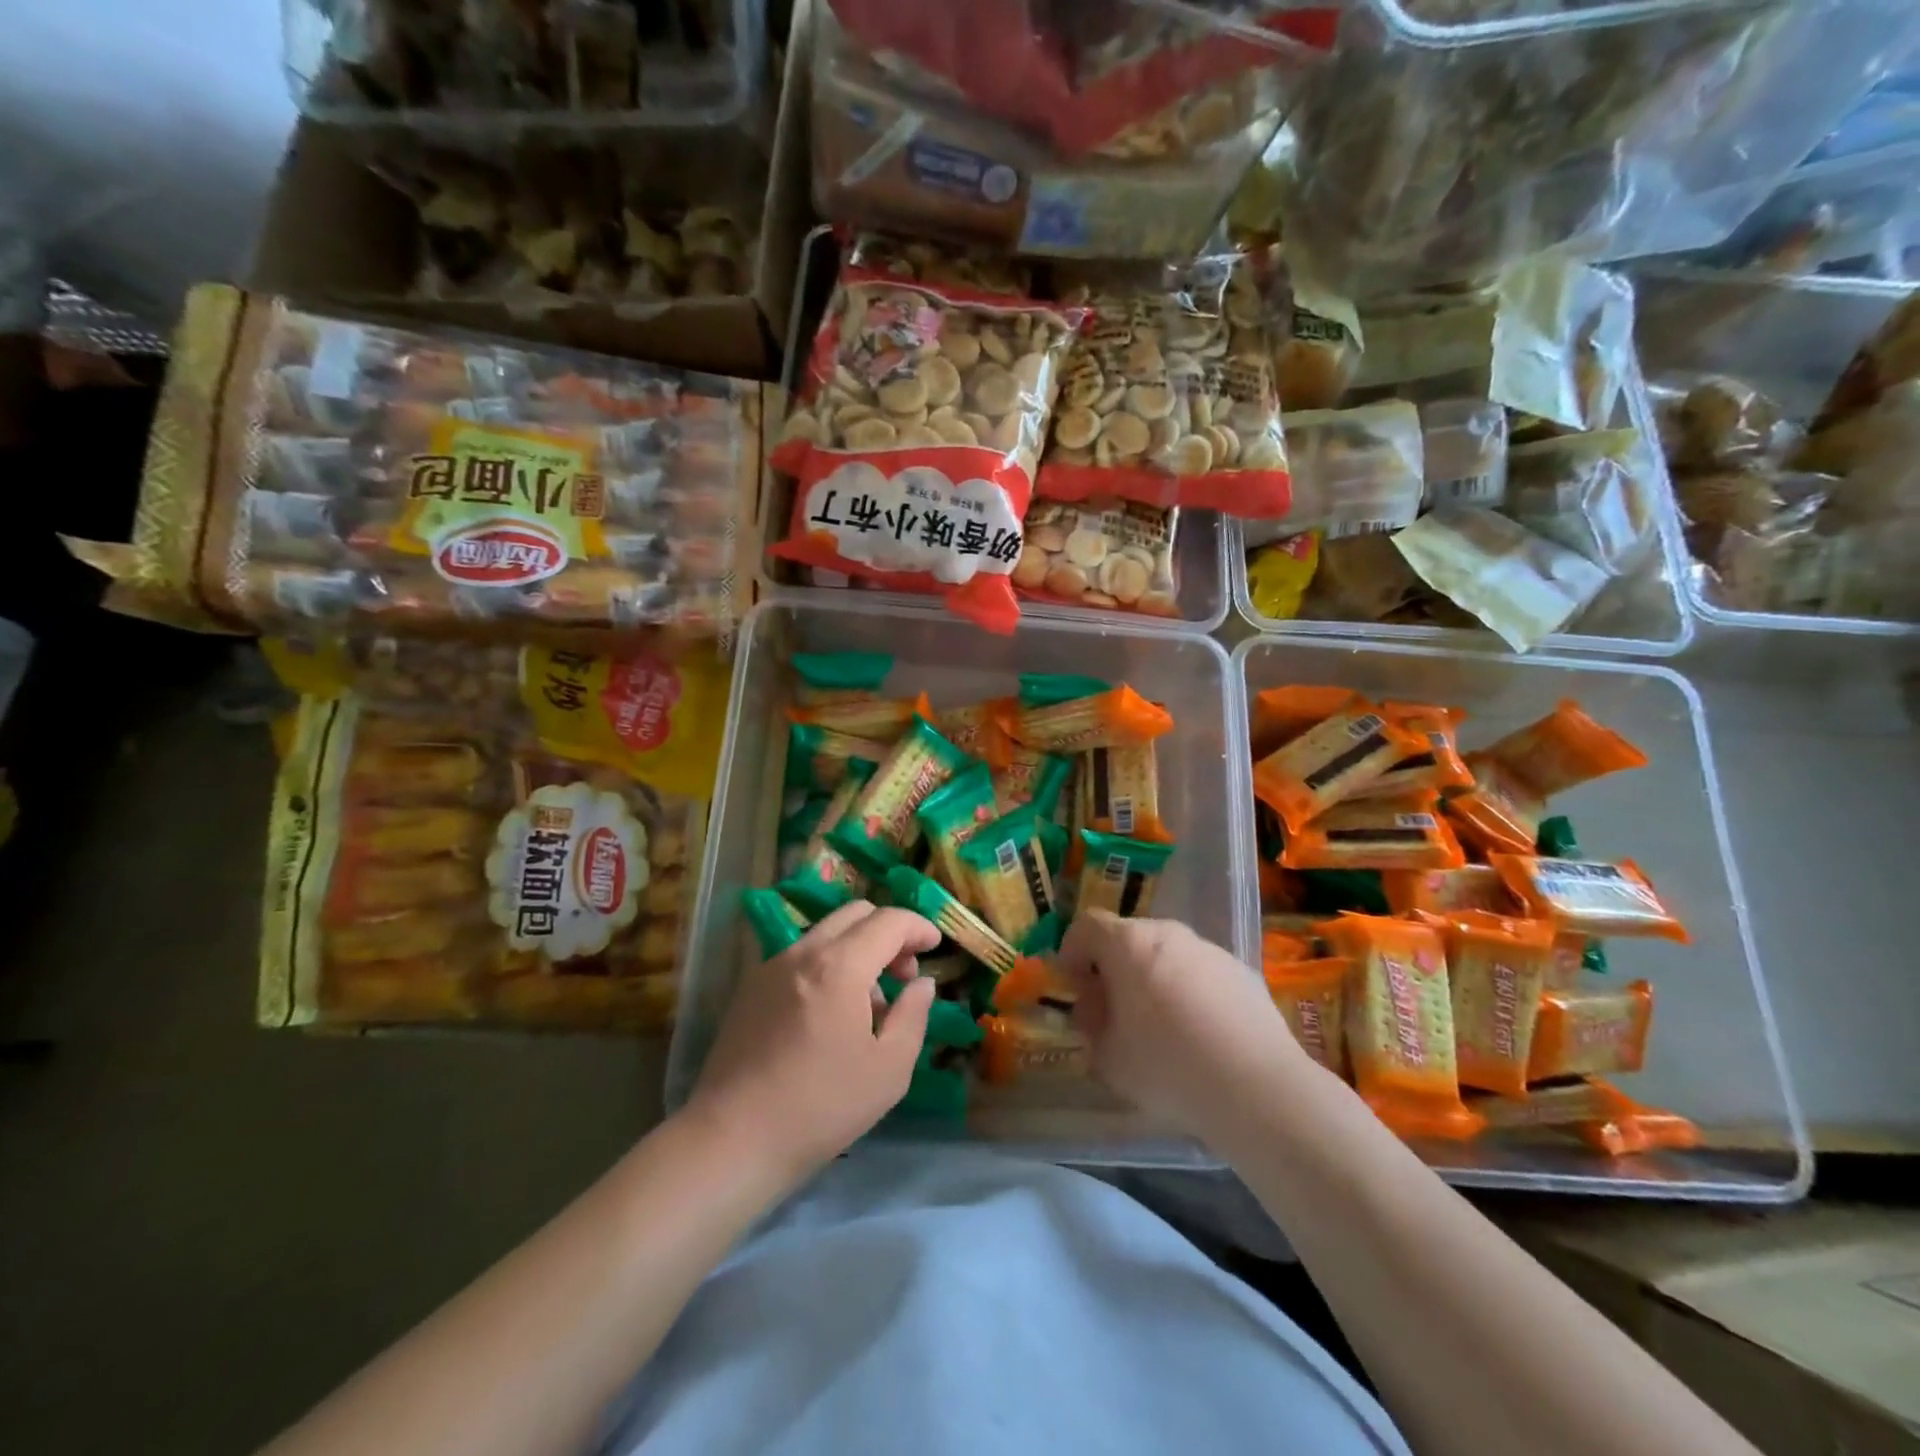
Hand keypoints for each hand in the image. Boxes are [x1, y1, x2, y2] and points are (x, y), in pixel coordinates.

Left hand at [683, 900, 938, 1188]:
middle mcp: (803, 951)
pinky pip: (802, 955)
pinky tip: (830, 1013)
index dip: (918, 927)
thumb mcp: (889, 1069)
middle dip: (889, 932)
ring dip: (858, 948)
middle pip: (856, 913)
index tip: (935, 946)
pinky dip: (829, 964)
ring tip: (869, 1002)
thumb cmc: (821, 1107)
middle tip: (904, 973)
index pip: (889, 921)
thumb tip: (921, 983)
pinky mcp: (751, 986)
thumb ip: (913, 1015)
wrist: (732, 1139)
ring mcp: (771, 965)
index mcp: (839, 965)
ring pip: (827, 932)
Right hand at [1057, 910, 1304, 1143]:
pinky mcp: (1243, 972)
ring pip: (1167, 954)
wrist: (1257, 1087)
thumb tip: (1095, 1010)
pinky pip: (1201, 974)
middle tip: (1113, 1010)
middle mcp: (1168, 934)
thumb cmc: (1167, 1066)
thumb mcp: (1108, 1057)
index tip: (1074, 986)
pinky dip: (1190, 992)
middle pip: (1128, 937)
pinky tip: (1200, 1036)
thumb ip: (1092, 1026)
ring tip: (1161, 1028)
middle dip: (1114, 968)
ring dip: (1153, 979)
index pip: (1087, 925)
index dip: (1072, 951)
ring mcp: (1210, 950)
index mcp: (1128, 944)